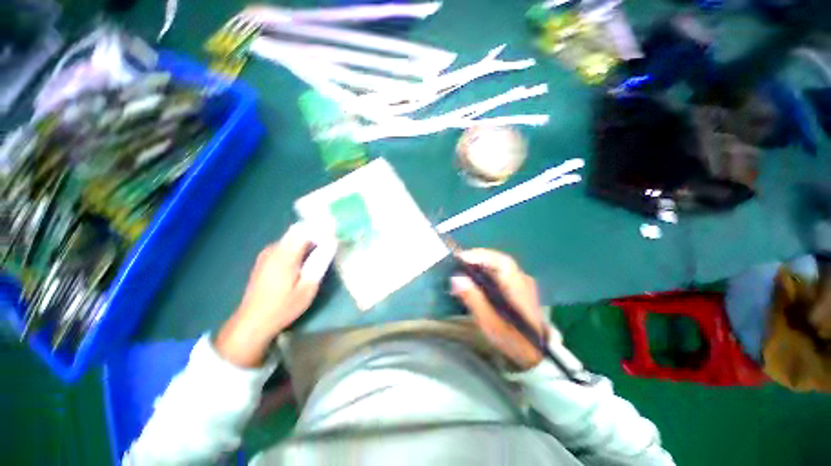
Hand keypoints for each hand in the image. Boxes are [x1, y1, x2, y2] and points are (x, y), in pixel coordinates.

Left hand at [216, 223, 334, 366]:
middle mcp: (274, 250)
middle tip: (330, 245)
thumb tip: (331, 243)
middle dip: (316, 234)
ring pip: (291, 237)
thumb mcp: (307, 288)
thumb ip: (320, 262)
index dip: (321, 228)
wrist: (252, 322)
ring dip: (307, 241)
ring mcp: (266, 254)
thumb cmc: (283, 307)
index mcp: (285, 255)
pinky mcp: (264, 260)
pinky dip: (298, 247)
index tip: (335, 234)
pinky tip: (303, 262)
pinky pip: (285, 245)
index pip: (304, 229)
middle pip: (297, 231)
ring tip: (320, 254)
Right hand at [450, 249, 545, 369]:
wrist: (535, 353)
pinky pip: (502, 271)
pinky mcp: (520, 287)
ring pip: (500, 264)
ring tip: (465, 266)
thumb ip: (473, 298)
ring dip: (482, 262)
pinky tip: (478, 276)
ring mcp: (523, 282)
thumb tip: (456, 278)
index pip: (499, 261)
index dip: (479, 255)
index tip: (460, 257)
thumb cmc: (512, 338)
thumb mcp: (490, 322)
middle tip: (459, 260)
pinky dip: (488, 269)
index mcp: (516, 285)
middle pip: (499, 259)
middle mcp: (522, 279)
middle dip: (478, 257)